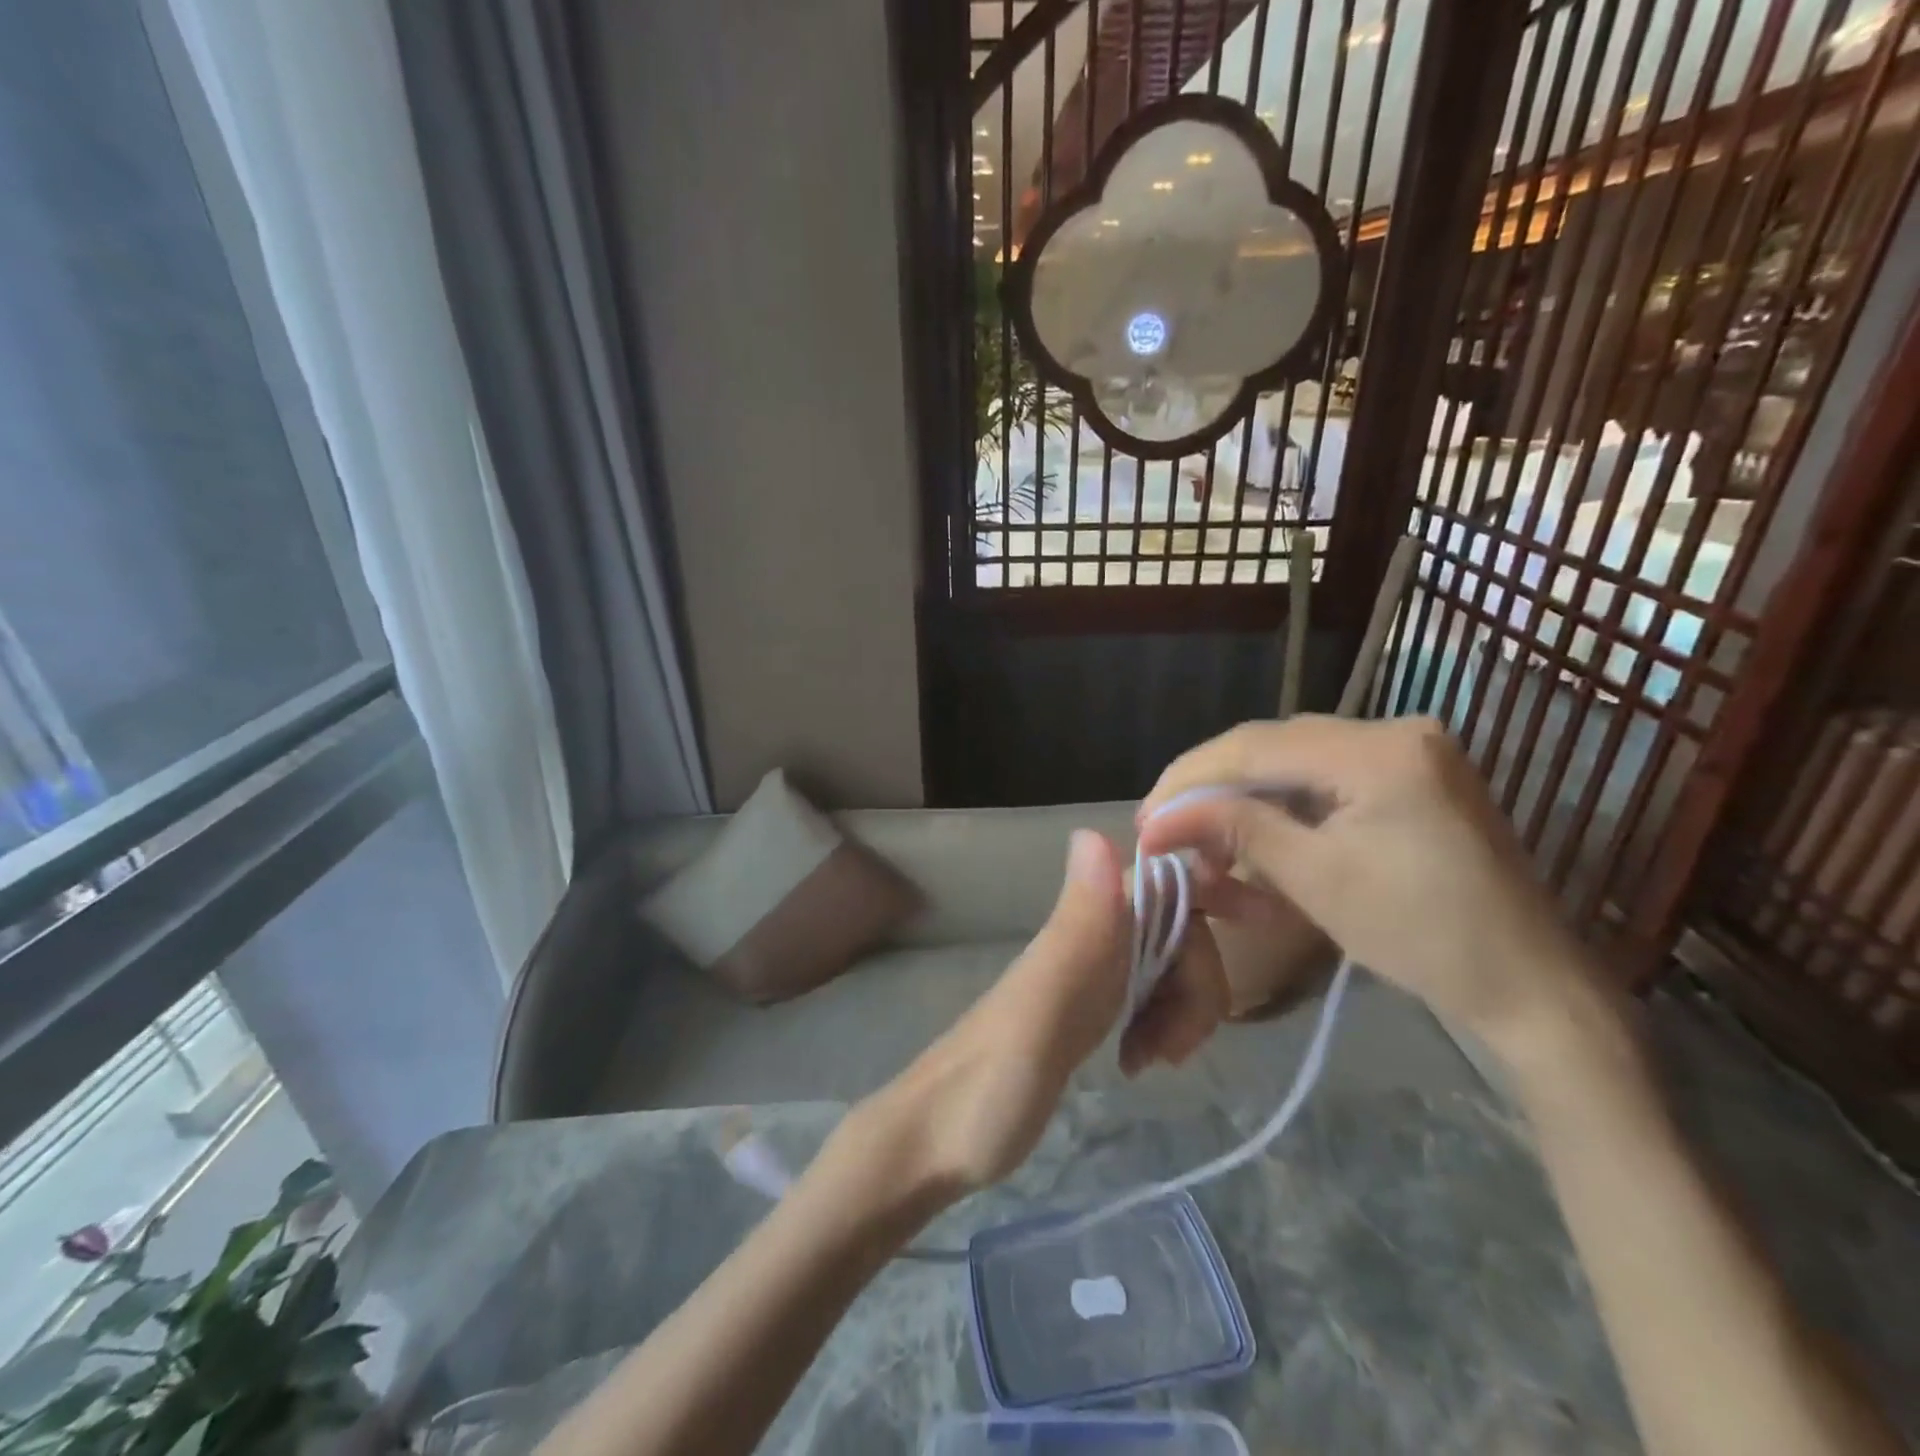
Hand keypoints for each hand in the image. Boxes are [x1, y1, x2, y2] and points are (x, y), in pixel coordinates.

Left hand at [850, 830, 1228, 1197]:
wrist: (933, 1143)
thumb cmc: (987, 1088)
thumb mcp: (1039, 1012)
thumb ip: (1074, 930)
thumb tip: (1096, 831)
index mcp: (1080, 933)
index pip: (1161, 883)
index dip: (1209, 888)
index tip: (1262, 921)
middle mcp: (1085, 943)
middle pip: (1176, 930)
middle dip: (1199, 982)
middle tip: (1175, 1049)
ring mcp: (1085, 979)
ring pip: (1165, 966)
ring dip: (1184, 1009)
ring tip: (1153, 1063)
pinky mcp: (1084, 1015)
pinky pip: (1146, 998)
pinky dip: (1162, 1025)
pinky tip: (1140, 1063)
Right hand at [1136, 715, 1589, 1039]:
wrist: (1531, 987)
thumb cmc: (1423, 937)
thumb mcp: (1316, 880)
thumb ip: (1235, 829)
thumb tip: (1158, 819)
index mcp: (1380, 749)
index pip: (1255, 746)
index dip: (1189, 780)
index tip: (1145, 820)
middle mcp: (1396, 728)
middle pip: (1272, 744)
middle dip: (1211, 786)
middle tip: (1164, 827)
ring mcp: (1409, 748)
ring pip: (1293, 758)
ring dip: (1243, 794)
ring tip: (1201, 835)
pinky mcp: (1412, 773)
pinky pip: (1325, 774)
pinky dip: (1282, 802)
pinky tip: (1254, 829)